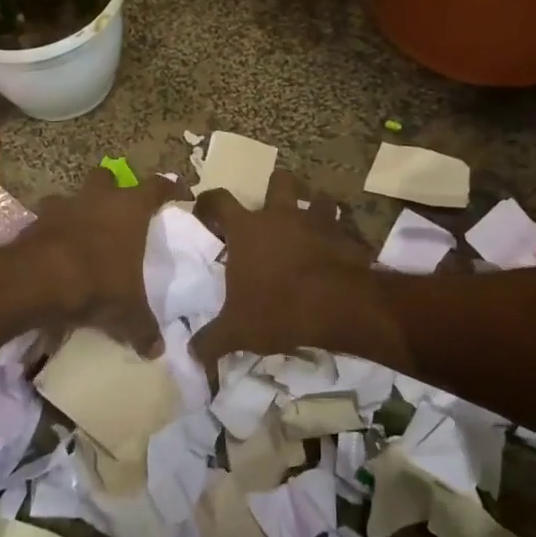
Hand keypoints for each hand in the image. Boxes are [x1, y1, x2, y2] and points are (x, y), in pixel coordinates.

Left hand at [18, 168, 186, 353]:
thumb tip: (157, 350)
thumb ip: (143, 328)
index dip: (170, 187)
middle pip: (108, 177)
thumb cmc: (96, 283)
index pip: (158, 186)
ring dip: (79, 210)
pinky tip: (56, 251)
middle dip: (113, 188)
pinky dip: (53, 231)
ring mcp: (64, 205)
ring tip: (83, 233)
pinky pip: (48, 220)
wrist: (36, 280)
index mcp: (130, 209)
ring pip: (74, 196)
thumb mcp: (127, 312)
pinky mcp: (35, 220)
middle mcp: (99, 198)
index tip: (179, 192)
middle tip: (119, 210)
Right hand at [191, 169, 409, 369]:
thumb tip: (191, 354)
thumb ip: (211, 340)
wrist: (337, 305)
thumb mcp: (237, 331)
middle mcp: (280, 215)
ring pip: (318, 196)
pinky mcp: (345, 234)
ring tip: (312, 221)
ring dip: (315, 204)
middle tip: (273, 208)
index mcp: (246, 229)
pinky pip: (343, 225)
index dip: (209, 202)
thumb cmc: (278, 309)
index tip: (205, 210)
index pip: (218, 200)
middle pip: (278, 182)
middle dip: (276, 188)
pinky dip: (341, 232)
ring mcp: (315, 220)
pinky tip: (338, 247)